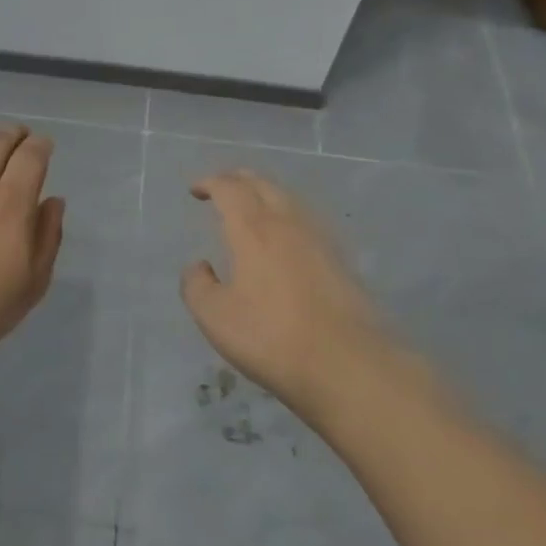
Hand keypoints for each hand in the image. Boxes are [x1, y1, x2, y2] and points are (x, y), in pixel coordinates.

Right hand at [180, 169, 392, 400]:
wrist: (350, 366)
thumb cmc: (272, 337)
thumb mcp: (215, 316)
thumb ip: (196, 285)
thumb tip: (199, 266)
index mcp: (253, 229)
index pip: (230, 188)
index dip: (209, 182)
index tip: (195, 190)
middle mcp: (288, 224)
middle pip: (263, 184)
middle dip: (238, 179)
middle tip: (220, 187)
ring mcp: (319, 240)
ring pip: (289, 199)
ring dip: (264, 193)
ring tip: (250, 207)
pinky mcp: (340, 261)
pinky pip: (306, 220)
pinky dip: (286, 215)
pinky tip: (284, 237)